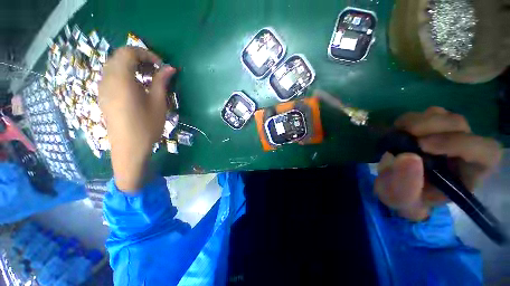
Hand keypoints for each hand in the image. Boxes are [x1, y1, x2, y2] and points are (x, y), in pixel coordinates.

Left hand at [99, 47, 175, 190]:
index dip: (146, 53)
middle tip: (156, 70)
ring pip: (114, 65)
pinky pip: (112, 76)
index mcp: (121, 80)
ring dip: (132, 66)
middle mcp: (107, 80)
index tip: (161, 65)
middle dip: (139, 58)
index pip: (128, 52)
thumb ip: (161, 82)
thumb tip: (170, 68)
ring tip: (148, 78)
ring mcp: (103, 88)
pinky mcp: (104, 96)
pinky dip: (125, 74)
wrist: (129, 149)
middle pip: (120, 56)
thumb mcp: (158, 104)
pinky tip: (137, 87)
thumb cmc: (146, 127)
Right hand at [374, 107, 501, 220]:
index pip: (486, 151)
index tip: (423, 146)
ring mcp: (447, 135)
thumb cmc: (406, 198)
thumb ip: (406, 186)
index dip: (459, 143)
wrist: (397, 186)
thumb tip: (408, 157)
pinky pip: (425, 114)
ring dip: (419, 121)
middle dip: (433, 127)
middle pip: (460, 125)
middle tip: (407, 136)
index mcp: (469, 173)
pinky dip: (409, 119)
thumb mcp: (401, 200)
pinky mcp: (430, 128)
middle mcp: (464, 149)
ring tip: (399, 135)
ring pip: (444, 115)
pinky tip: (398, 131)